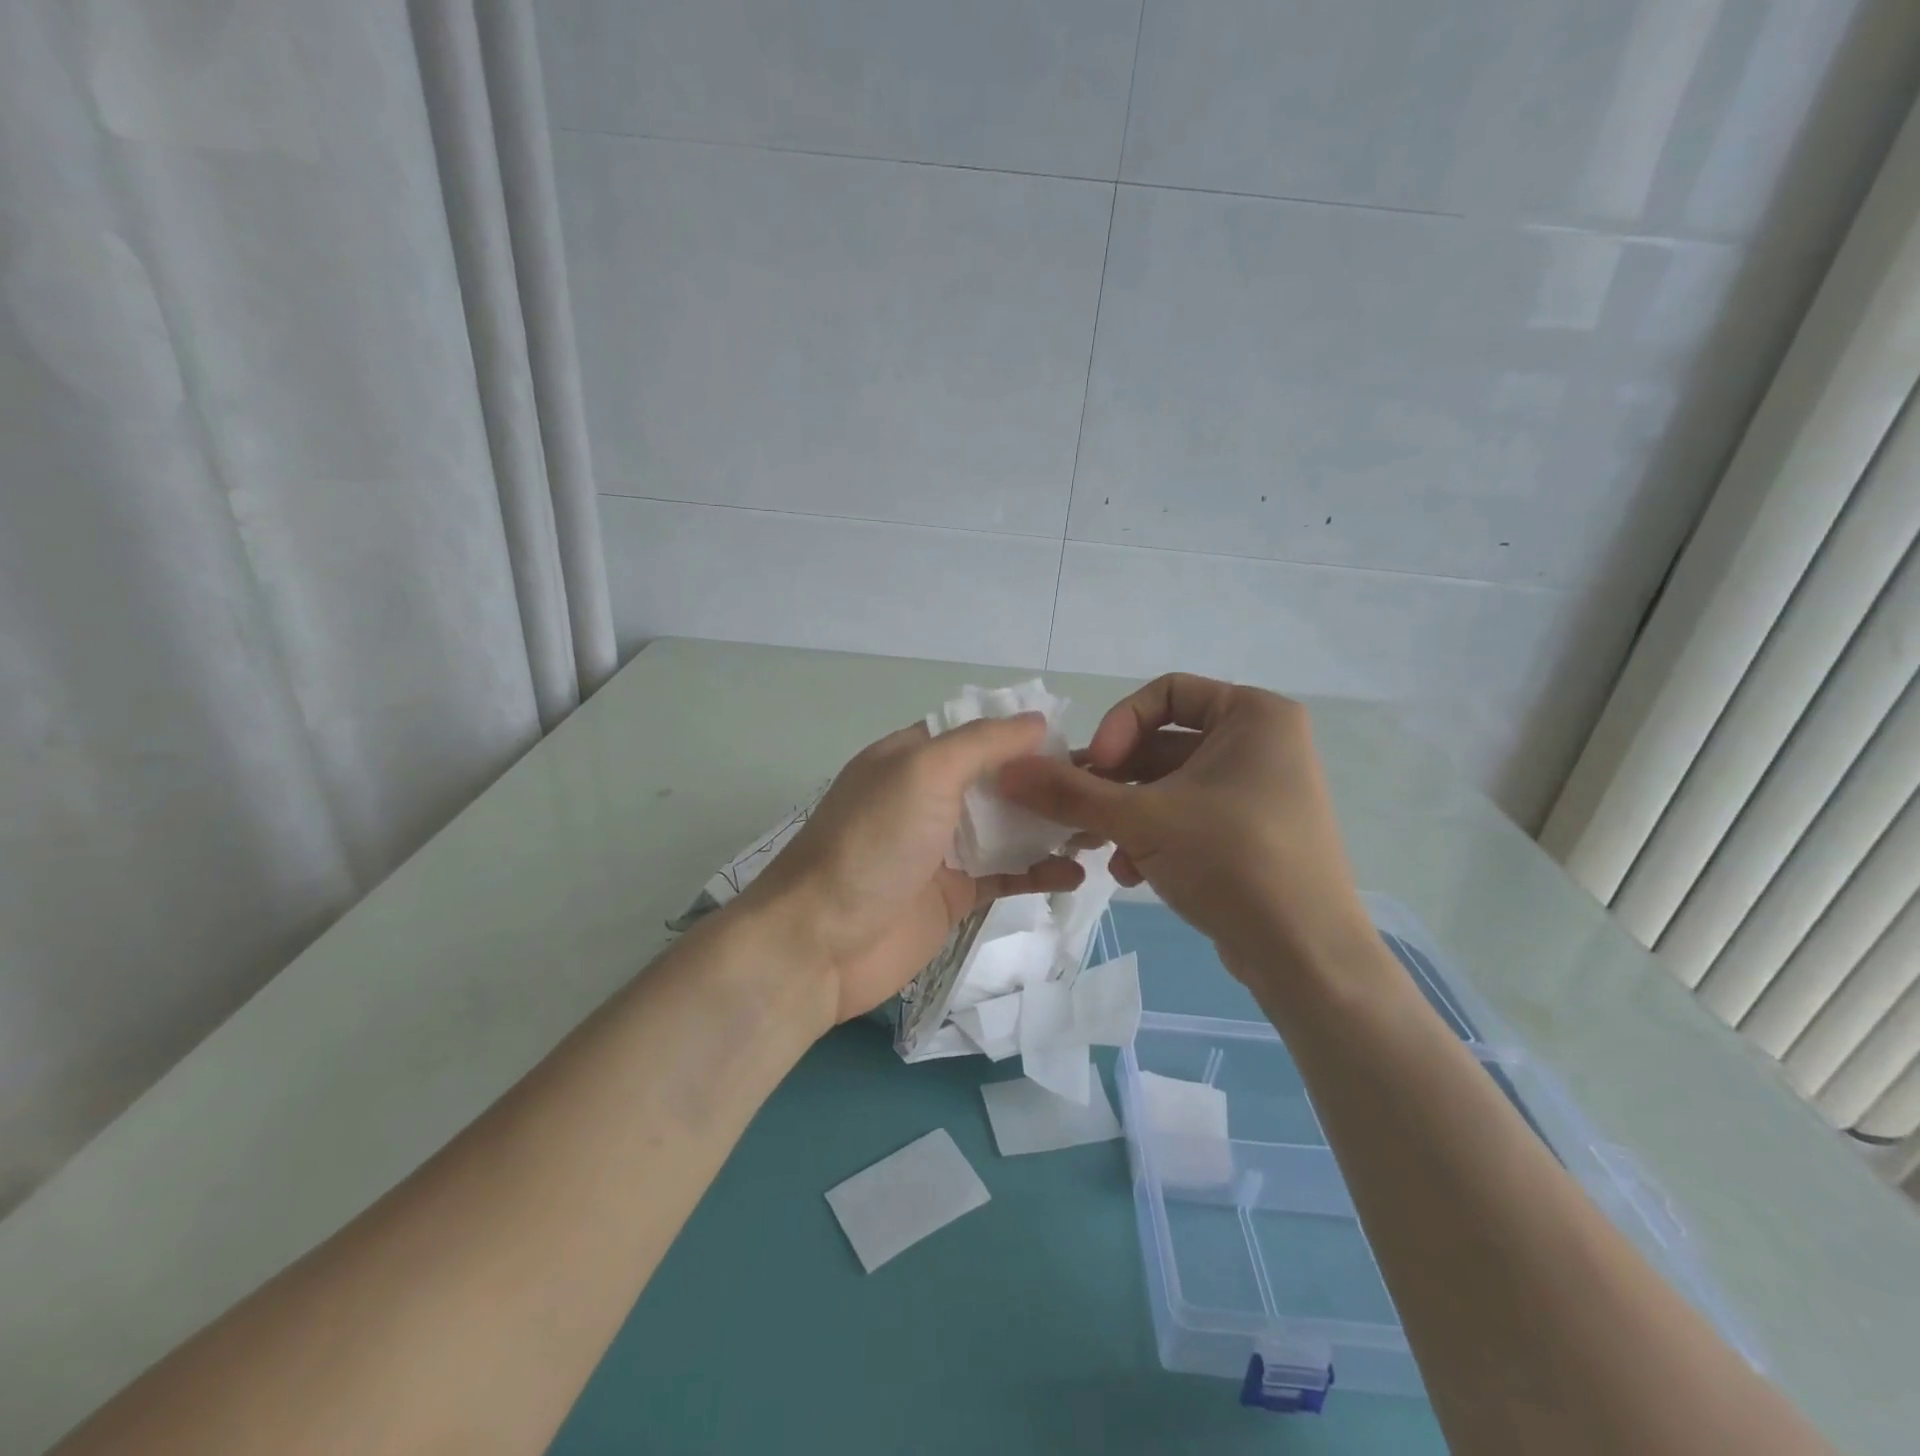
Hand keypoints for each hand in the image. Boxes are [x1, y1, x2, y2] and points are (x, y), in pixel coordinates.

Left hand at [742, 715, 1085, 1023]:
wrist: (821, 943)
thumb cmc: (872, 843)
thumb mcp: (924, 771)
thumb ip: (982, 743)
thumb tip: (1038, 719)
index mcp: (913, 758)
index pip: (978, 734)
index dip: (1025, 735)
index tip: (1079, 742)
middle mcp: (928, 797)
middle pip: (998, 781)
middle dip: (1047, 783)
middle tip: (1104, 790)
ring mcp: (941, 848)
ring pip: (1007, 828)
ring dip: (1050, 826)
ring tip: (1101, 829)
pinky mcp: (953, 894)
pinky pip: (1005, 875)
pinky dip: (1039, 872)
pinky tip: (1076, 873)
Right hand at [998, 673, 1373, 990]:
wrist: (1308, 958)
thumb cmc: (1233, 861)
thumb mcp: (1143, 820)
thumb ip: (1070, 792)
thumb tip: (1006, 770)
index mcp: (1253, 716)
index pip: (1165, 693)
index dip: (1120, 725)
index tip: (1095, 768)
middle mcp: (1260, 744)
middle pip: (1161, 745)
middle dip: (1111, 782)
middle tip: (1072, 811)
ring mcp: (1257, 791)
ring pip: (1169, 786)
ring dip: (1124, 814)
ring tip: (1093, 847)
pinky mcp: (1250, 833)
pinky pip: (1187, 816)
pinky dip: (1153, 837)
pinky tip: (1130, 873)